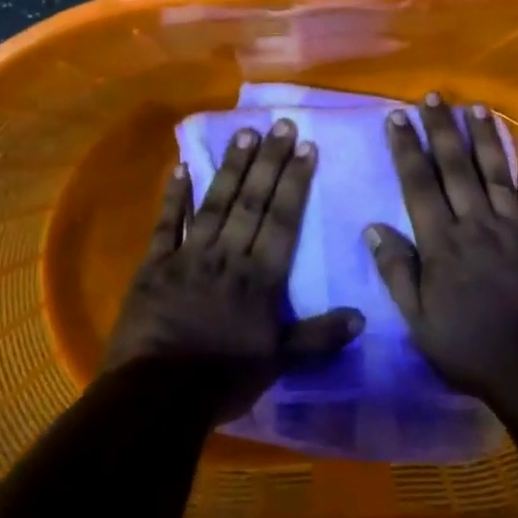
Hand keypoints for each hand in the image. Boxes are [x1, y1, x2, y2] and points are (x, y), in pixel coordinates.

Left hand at [107, 117, 363, 418]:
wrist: (157, 393)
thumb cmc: (222, 378)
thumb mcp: (278, 362)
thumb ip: (318, 338)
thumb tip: (362, 317)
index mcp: (260, 277)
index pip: (283, 220)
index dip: (295, 182)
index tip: (306, 147)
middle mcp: (228, 255)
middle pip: (252, 201)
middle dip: (269, 162)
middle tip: (280, 124)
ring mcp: (188, 255)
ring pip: (215, 203)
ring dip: (231, 167)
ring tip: (245, 133)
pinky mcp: (155, 264)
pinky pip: (165, 223)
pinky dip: (173, 196)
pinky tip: (181, 167)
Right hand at [366, 93, 517, 397]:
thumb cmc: (471, 348)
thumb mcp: (419, 320)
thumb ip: (398, 271)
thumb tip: (374, 227)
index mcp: (443, 243)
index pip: (419, 184)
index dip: (406, 148)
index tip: (396, 116)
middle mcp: (478, 225)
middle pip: (457, 167)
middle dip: (442, 129)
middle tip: (434, 96)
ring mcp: (515, 230)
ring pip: (497, 173)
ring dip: (485, 138)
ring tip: (477, 107)